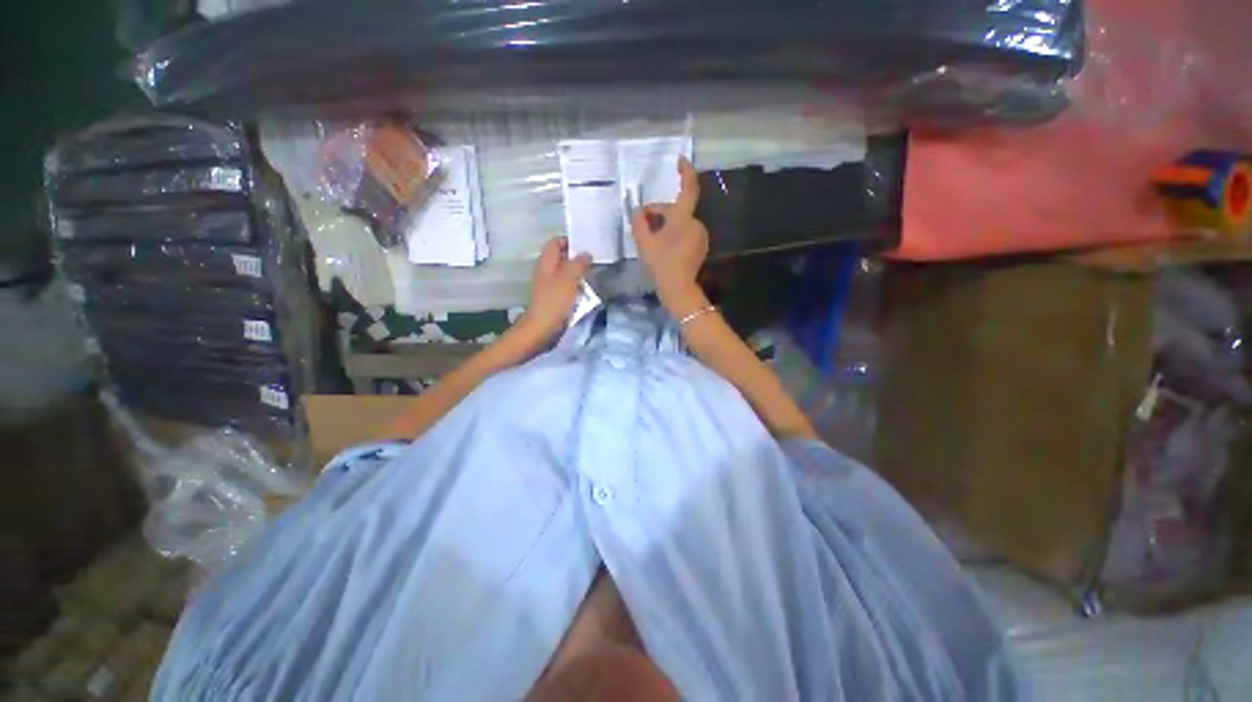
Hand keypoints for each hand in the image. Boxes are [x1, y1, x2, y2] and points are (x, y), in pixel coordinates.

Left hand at [520, 236, 592, 342]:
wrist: (542, 328)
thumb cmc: (554, 301)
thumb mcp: (569, 279)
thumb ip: (578, 263)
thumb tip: (586, 253)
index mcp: (546, 261)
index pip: (556, 241)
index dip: (570, 241)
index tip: (587, 246)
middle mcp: (546, 270)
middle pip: (562, 257)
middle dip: (577, 259)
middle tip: (594, 262)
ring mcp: (548, 284)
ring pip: (565, 273)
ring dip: (578, 274)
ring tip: (593, 276)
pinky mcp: (553, 297)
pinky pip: (566, 286)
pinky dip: (576, 287)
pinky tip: (586, 292)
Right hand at [630, 157, 708, 312]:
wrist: (678, 287)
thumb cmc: (660, 263)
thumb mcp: (644, 241)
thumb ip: (639, 221)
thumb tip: (638, 211)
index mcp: (683, 218)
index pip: (688, 188)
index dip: (685, 172)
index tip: (680, 160)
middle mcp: (696, 223)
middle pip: (676, 210)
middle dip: (659, 214)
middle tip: (641, 223)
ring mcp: (700, 236)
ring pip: (680, 223)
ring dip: (666, 225)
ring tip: (650, 238)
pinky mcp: (700, 247)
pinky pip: (685, 233)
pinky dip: (674, 235)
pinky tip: (663, 247)